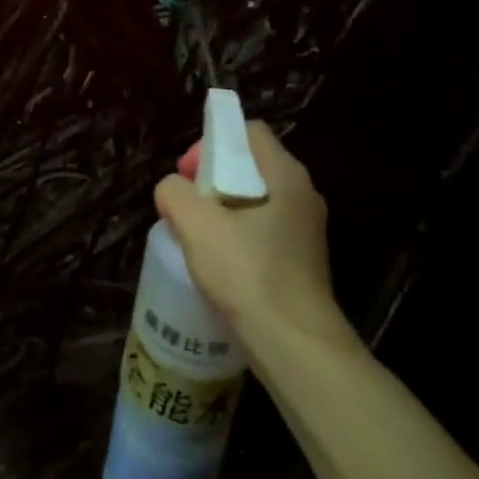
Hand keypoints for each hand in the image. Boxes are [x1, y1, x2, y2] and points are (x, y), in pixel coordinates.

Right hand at [153, 123, 357, 351]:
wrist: (295, 347)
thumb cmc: (248, 275)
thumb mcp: (197, 225)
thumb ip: (175, 193)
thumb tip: (173, 190)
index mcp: (286, 176)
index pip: (249, 132)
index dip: (212, 143)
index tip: (188, 175)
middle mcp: (302, 196)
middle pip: (250, 166)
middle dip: (211, 179)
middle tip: (186, 207)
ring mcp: (305, 231)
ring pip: (254, 201)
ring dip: (221, 211)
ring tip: (196, 237)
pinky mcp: (301, 262)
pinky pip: (262, 232)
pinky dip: (236, 237)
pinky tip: (217, 265)